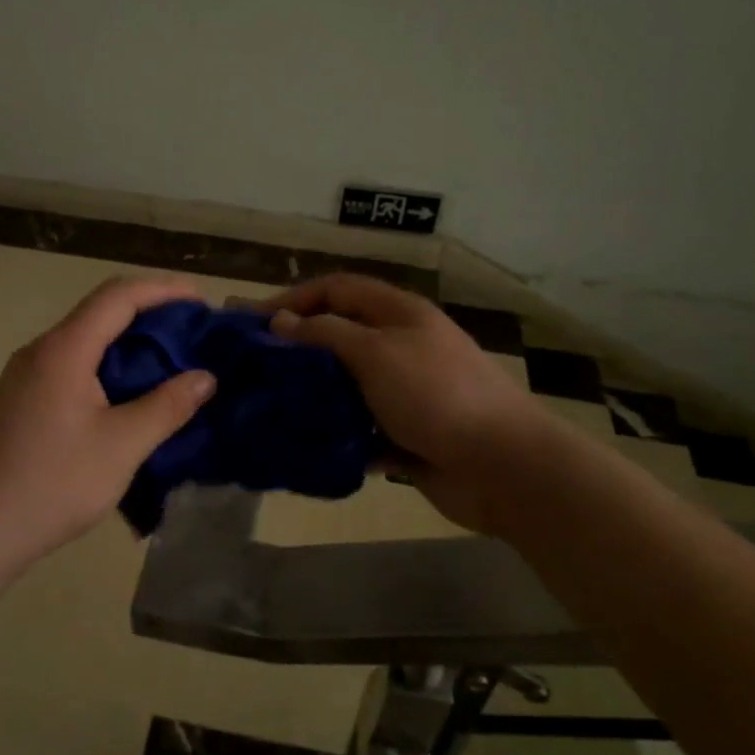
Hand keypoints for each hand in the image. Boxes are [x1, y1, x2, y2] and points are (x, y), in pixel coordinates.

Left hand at [0, 276, 217, 569]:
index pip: (118, 296)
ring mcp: (25, 375)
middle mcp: (40, 350)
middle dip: (150, 315)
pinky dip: (108, 366)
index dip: (163, 290)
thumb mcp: (123, 445)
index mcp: (63, 350)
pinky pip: (72, 365)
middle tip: (193, 334)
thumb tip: (205, 377)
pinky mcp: (21, 399)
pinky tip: (129, 393)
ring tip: (170, 362)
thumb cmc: (55, 483)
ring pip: (85, 340)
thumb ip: (167, 406)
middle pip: (100, 312)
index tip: (201, 302)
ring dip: (129, 343)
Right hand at [264, 274, 548, 533]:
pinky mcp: (405, 434)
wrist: (500, 465)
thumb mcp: (375, 353)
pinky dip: (336, 435)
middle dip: (298, 348)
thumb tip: (280, 322)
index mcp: (398, 314)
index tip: (253, 322)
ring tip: (270, 408)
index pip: (337, 289)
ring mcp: (404, 392)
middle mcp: (401, 346)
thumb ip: (325, 334)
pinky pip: (360, 429)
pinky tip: (305, 446)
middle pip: (340, 336)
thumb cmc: (435, 394)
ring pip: (346, 385)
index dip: (294, 298)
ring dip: (313, 394)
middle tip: (255, 368)